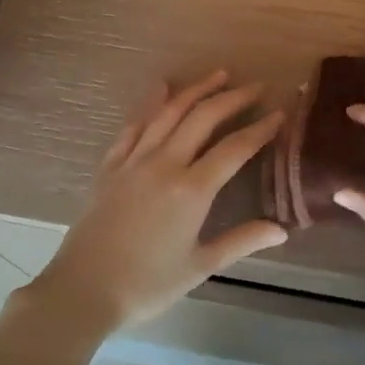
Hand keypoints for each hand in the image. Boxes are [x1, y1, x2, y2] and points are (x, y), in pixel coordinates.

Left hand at [23, 71, 287, 335]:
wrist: (83, 289)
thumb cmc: (147, 284)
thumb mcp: (200, 266)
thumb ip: (242, 242)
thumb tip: (282, 230)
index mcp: (192, 190)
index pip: (234, 149)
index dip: (260, 129)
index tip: (279, 114)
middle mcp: (165, 163)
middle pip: (203, 118)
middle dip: (232, 98)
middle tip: (256, 86)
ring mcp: (134, 161)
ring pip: (169, 113)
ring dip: (195, 90)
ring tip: (218, 75)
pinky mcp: (111, 166)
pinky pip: (134, 126)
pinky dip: (150, 103)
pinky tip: (160, 87)